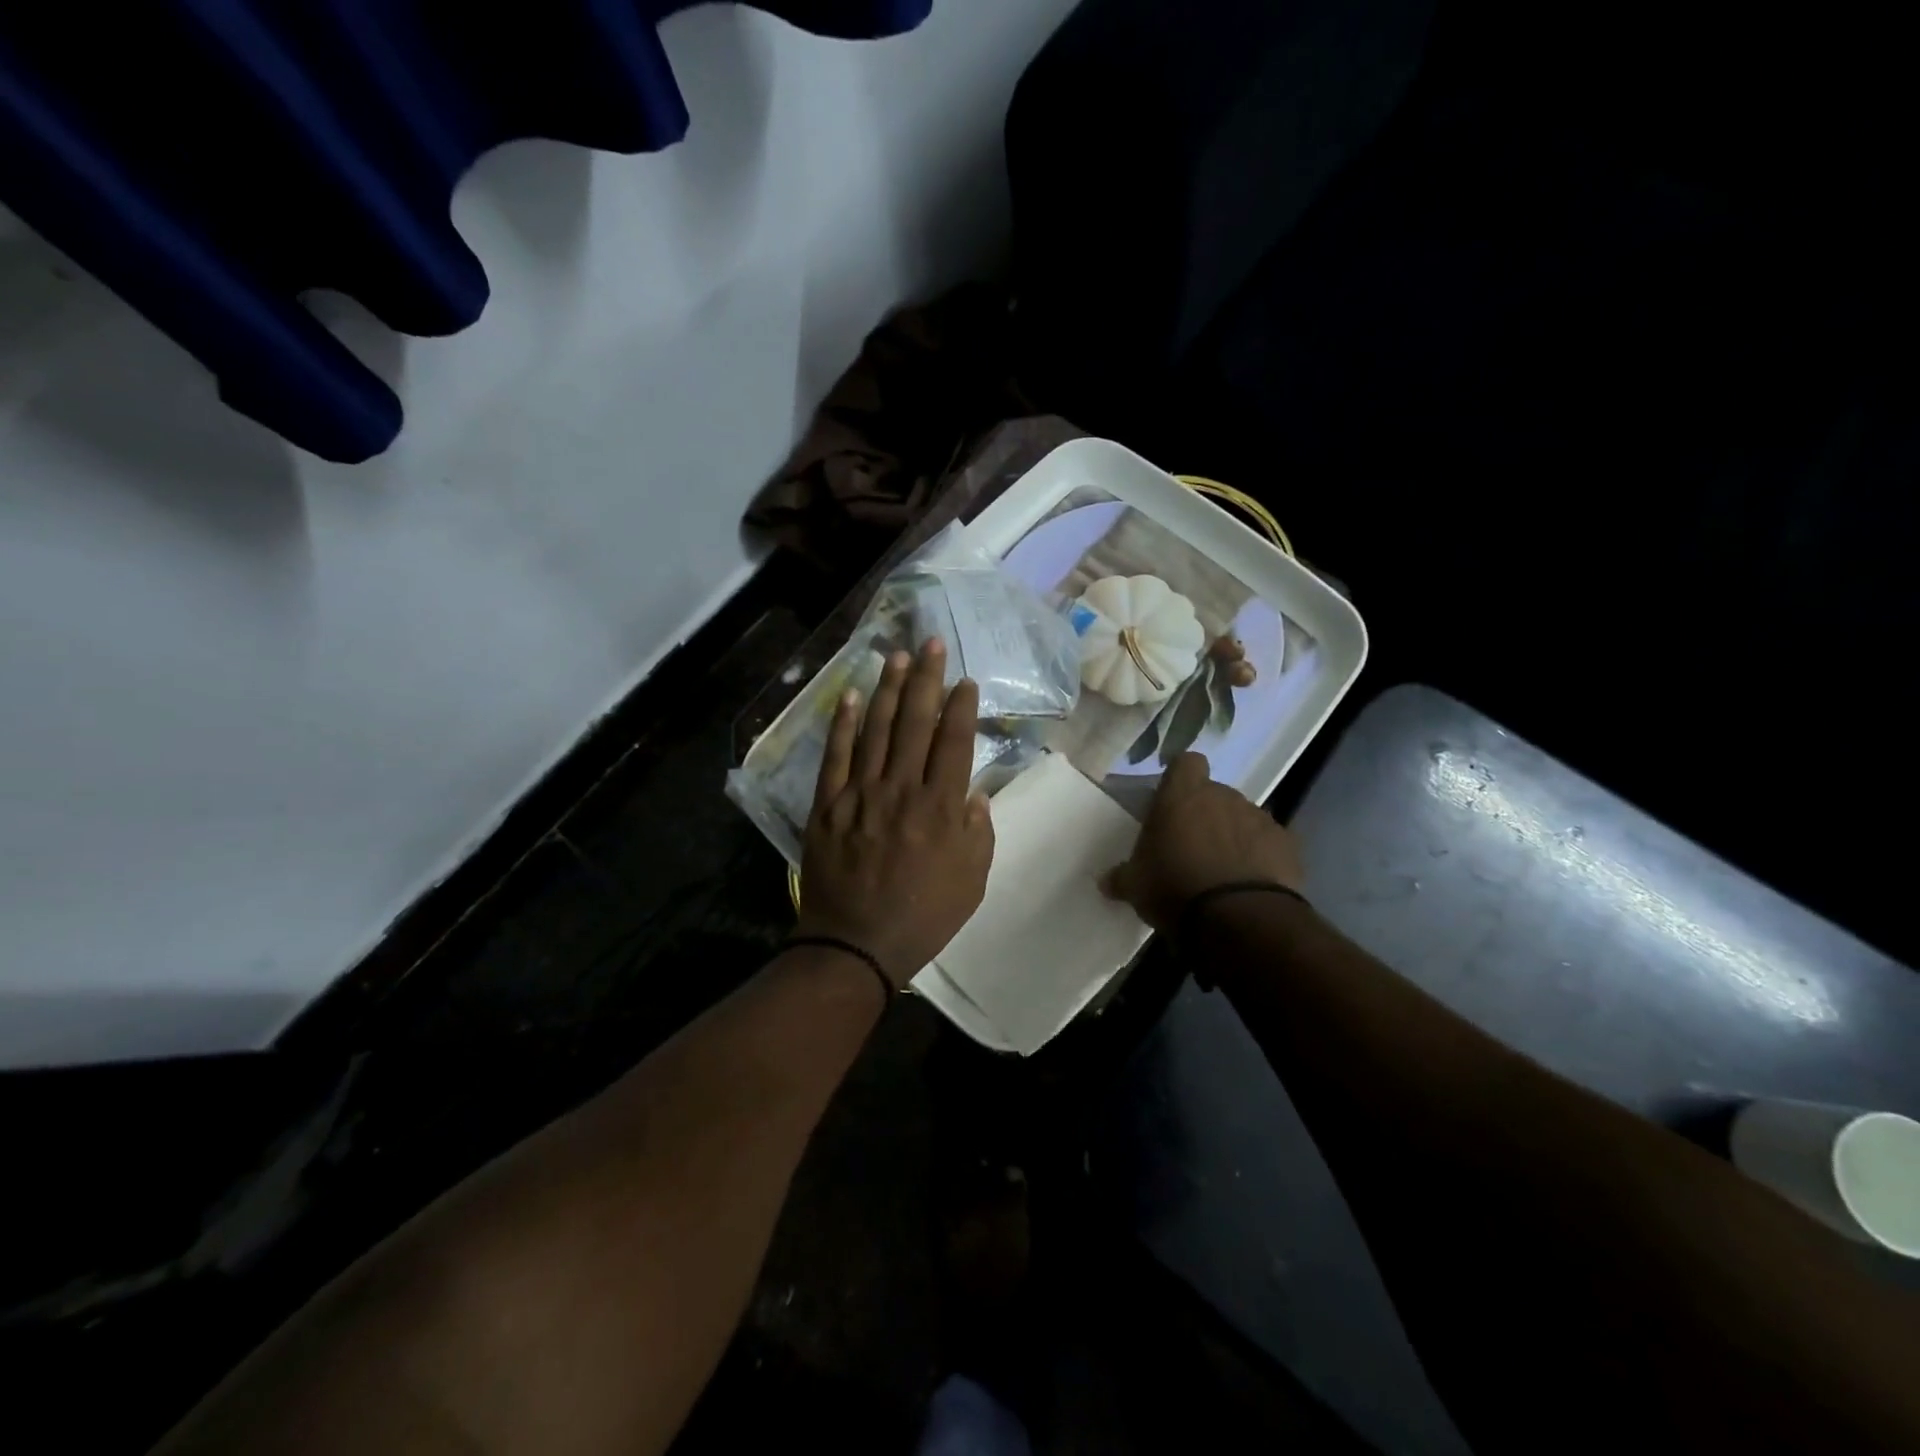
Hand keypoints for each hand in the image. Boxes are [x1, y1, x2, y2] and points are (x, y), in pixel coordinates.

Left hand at [797, 641, 994, 986]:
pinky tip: (853, 695)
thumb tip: (973, 792)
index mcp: (942, 808)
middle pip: (917, 722)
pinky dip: (844, 724)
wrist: (856, 945)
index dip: (961, 706)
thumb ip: (979, 832)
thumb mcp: (973, 882)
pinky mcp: (828, 805)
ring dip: (889, 689)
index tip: (965, 680)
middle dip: (927, 679)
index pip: (955, 742)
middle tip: (932, 643)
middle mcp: (902, 790)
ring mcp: (861, 794)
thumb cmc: (923, 917)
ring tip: (896, 655)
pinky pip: (836, 755)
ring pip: (878, 729)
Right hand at [1100, 751, 1302, 929]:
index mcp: (1182, 796)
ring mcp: (1260, 818)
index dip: (1180, 778)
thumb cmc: (1174, 888)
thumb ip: (1122, 877)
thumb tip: (1106, 882)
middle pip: (1214, 794)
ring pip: (1242, 818)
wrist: (1239, 918)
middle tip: (1191, 849)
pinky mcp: (1288, 844)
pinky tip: (1250, 886)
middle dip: (1205, 815)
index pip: (1186, 763)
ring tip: (1222, 873)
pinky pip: (1269, 844)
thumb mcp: (1136, 886)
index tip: (1172, 802)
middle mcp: (1223, 796)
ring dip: (1233, 837)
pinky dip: (1260, 858)